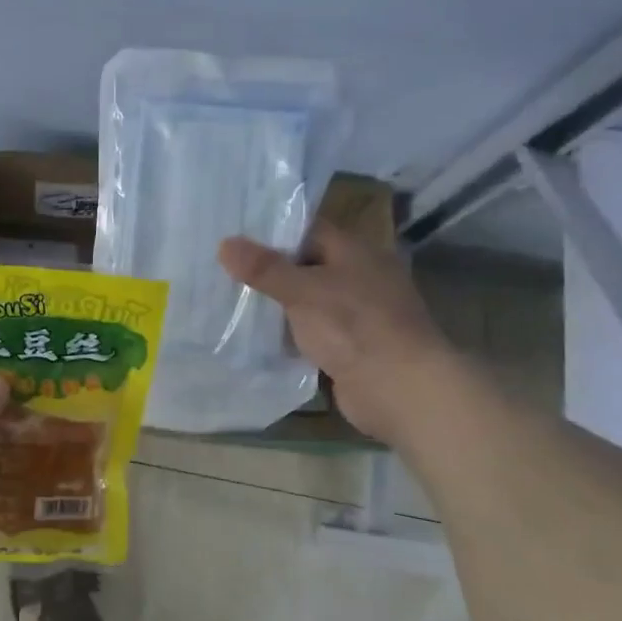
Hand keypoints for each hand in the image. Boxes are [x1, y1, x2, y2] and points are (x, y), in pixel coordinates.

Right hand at [218, 222, 455, 442]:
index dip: (271, 232)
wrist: (400, 390)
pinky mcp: (349, 346)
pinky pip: (311, 331)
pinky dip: (288, 333)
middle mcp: (359, 277)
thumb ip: (264, 268)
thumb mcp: (303, 291)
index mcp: (355, 252)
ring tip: (230, 299)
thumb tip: (225, 244)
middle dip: (268, 270)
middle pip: (305, 265)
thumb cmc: (354, 326)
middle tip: (221, 267)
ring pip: (306, 300)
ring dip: (277, 304)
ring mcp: (356, 314)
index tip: (232, 235)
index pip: (307, 230)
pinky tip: (256, 335)